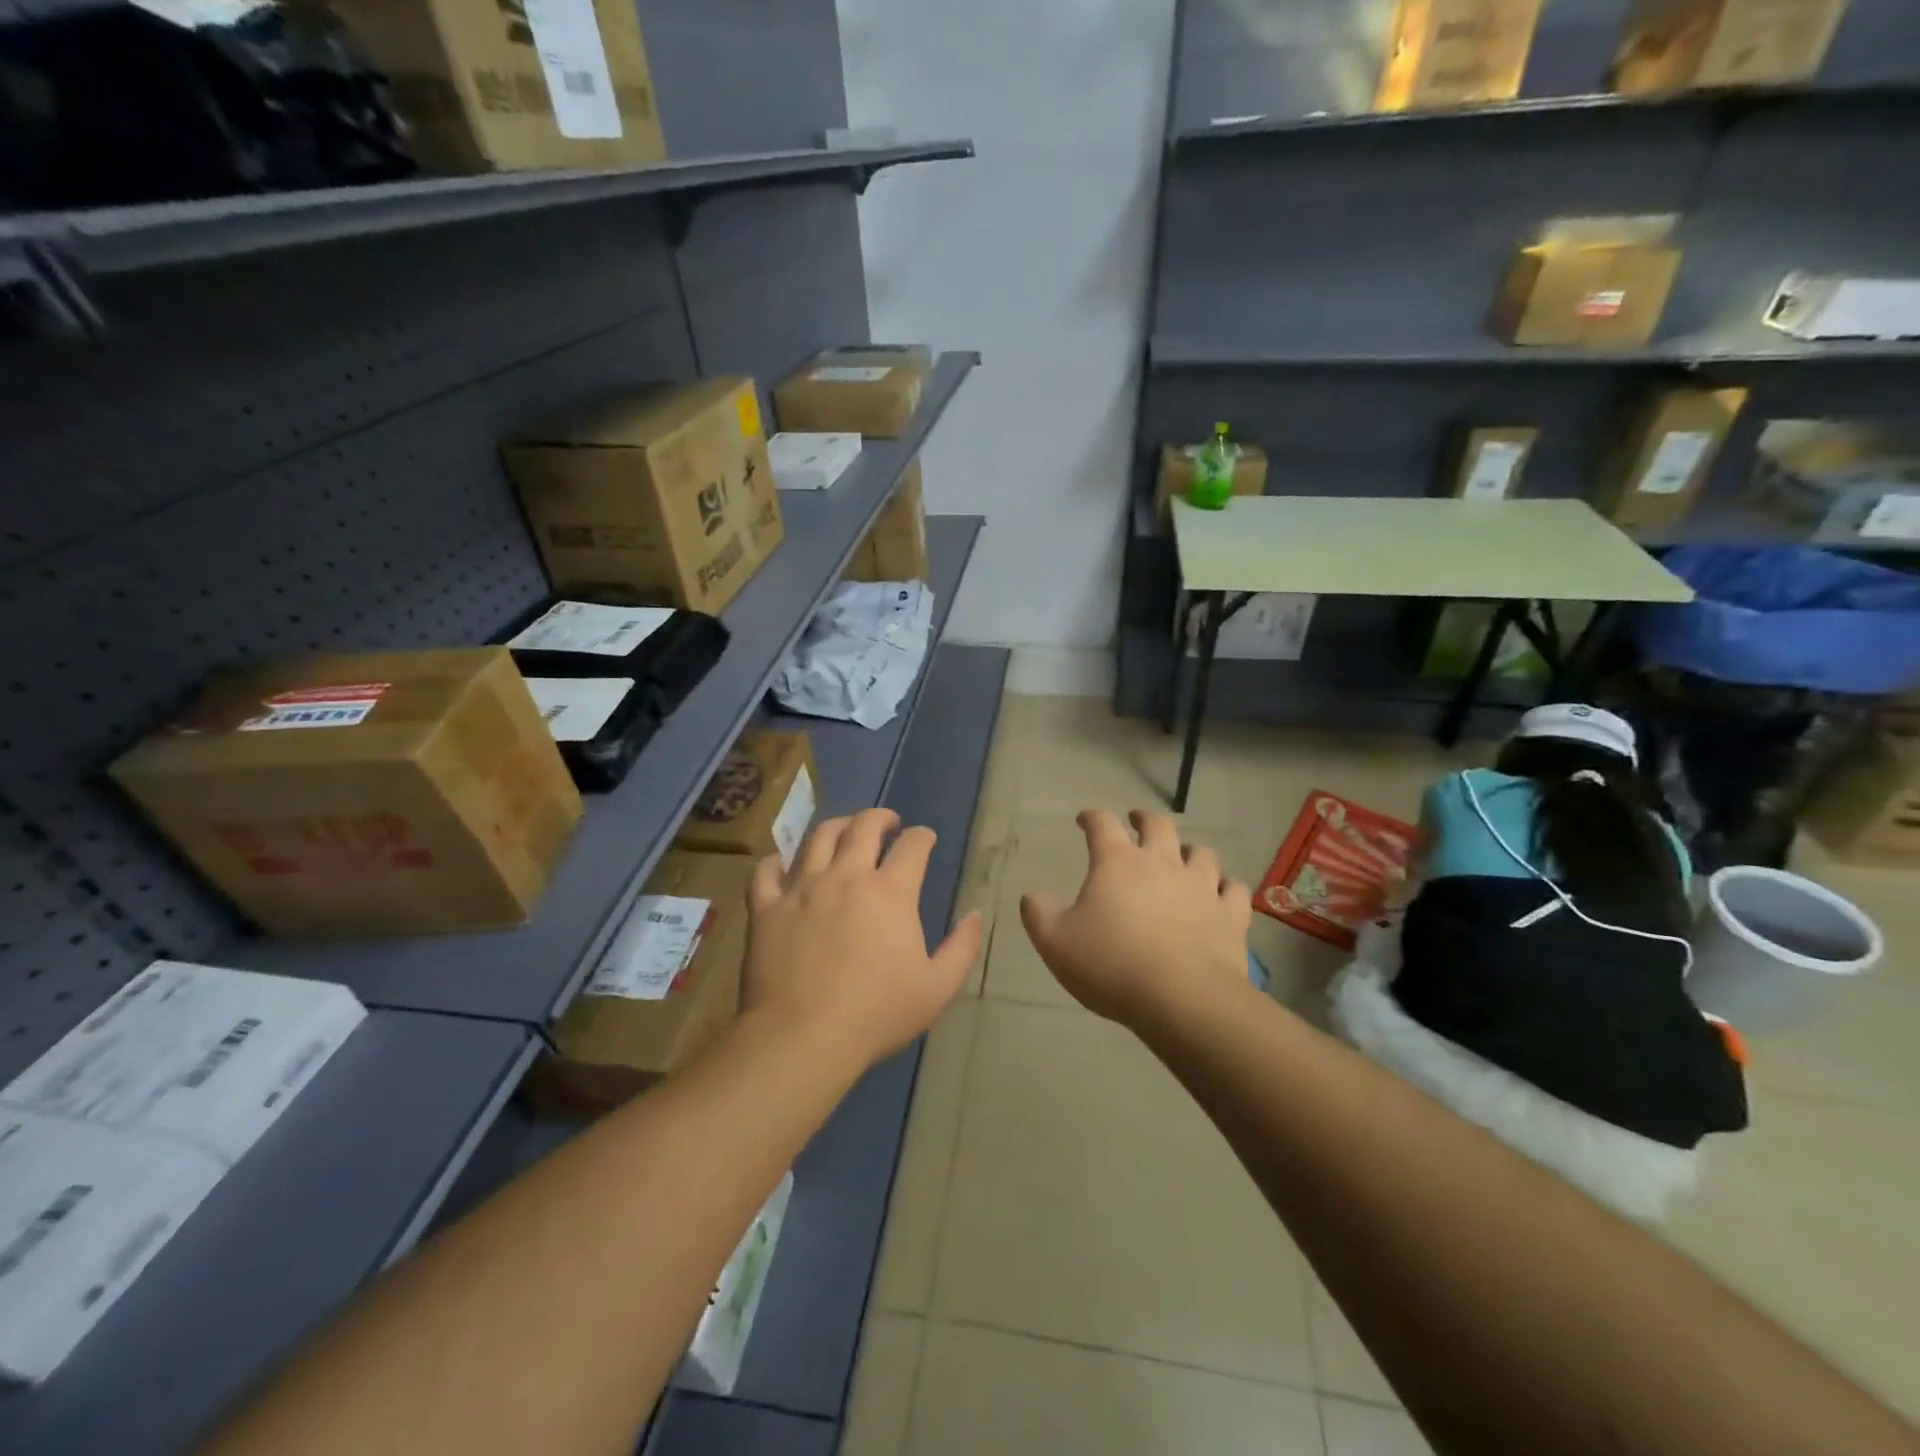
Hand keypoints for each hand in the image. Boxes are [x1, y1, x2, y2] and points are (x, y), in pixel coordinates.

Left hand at [743, 808, 982, 1068]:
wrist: (802, 1038)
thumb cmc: (876, 1014)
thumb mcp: (937, 988)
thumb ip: (961, 948)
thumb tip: (974, 915)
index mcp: (890, 892)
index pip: (912, 846)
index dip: (923, 837)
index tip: (926, 839)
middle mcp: (846, 877)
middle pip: (863, 826)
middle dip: (881, 817)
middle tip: (888, 823)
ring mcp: (802, 889)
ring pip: (817, 837)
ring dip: (837, 826)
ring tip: (844, 831)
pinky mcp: (767, 908)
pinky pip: (766, 872)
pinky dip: (776, 862)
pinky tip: (782, 864)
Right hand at [1020, 809, 1252, 1027]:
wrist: (1182, 999)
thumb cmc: (1111, 965)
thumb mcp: (1055, 943)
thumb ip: (1038, 914)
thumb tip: (1032, 896)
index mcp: (1117, 863)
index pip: (1102, 825)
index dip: (1092, 817)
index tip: (1085, 819)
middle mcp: (1162, 863)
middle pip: (1158, 825)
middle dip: (1144, 820)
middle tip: (1137, 822)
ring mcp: (1201, 886)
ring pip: (1201, 853)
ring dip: (1189, 851)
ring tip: (1182, 858)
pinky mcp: (1230, 914)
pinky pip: (1233, 890)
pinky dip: (1225, 887)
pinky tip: (1221, 894)